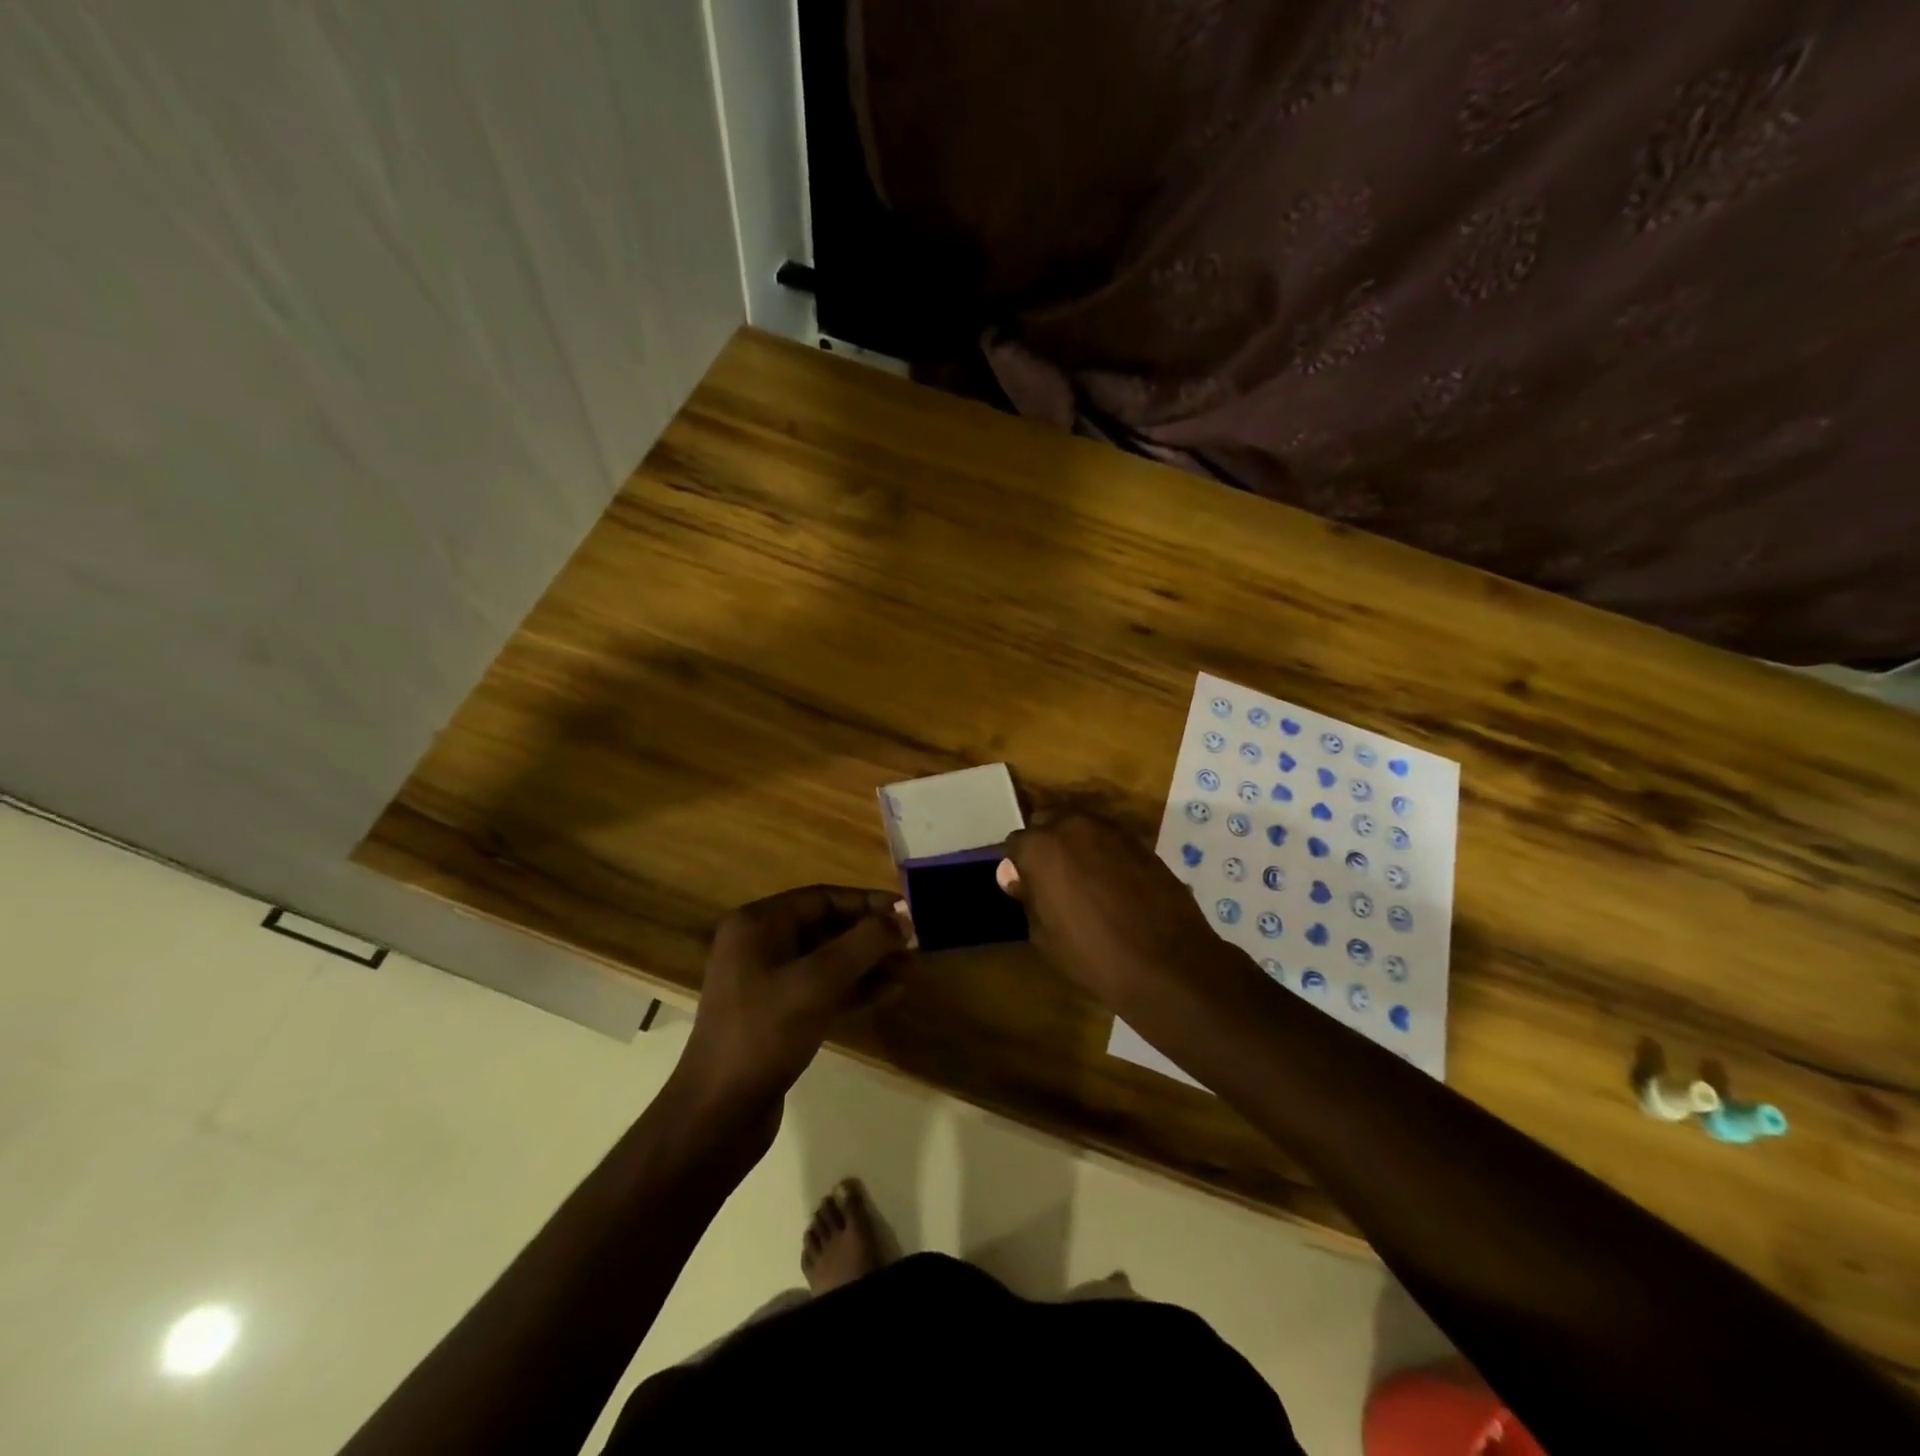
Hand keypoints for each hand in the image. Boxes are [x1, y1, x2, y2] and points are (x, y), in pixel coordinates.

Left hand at [673, 886, 911, 1137]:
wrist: (718, 1114)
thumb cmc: (765, 1033)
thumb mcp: (818, 981)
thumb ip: (864, 944)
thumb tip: (903, 918)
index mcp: (758, 924)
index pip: (823, 898)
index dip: (868, 902)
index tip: (908, 912)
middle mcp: (760, 945)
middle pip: (827, 927)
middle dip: (872, 935)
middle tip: (914, 944)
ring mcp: (768, 982)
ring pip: (828, 960)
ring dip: (869, 963)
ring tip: (910, 969)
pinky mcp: (778, 1015)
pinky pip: (823, 989)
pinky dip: (855, 989)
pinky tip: (890, 993)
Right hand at [1001, 812, 1226, 1010]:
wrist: (1166, 962)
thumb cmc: (1092, 954)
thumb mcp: (1043, 935)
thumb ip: (1027, 895)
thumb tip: (1014, 875)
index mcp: (1040, 847)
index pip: (1016, 843)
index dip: (1018, 865)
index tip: (1025, 887)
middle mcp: (1072, 826)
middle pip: (1048, 822)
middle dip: (1045, 844)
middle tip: (1052, 879)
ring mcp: (1110, 830)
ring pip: (1081, 827)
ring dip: (1076, 846)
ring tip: (1084, 880)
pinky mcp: (1140, 841)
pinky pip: (1109, 839)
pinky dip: (1104, 853)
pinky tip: (1112, 883)